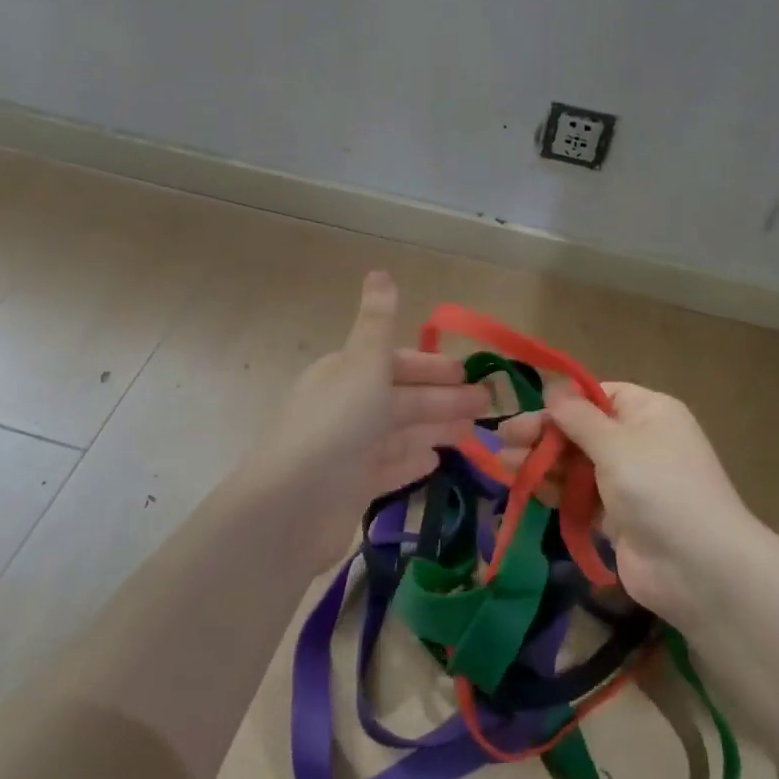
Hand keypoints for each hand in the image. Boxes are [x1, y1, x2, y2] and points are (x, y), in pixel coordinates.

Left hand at [238, 272, 488, 562]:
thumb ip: (377, 322)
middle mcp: (346, 408)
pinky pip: (389, 468)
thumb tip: (379, 271)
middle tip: (488, 404)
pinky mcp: (352, 489)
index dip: (431, 366)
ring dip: (435, 428)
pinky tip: (435, 461)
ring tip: (474, 432)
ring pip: (400, 433)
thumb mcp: (363, 365)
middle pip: (403, 398)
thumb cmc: (335, 426)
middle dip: (444, 398)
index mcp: (346, 374)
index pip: (394, 363)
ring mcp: (348, 451)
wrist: (291, 507)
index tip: (467, 373)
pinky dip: (412, 461)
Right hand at [498, 382, 759, 623]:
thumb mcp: (615, 443)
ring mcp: (629, 481)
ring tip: (503, 462)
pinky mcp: (617, 517)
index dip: (565, 402)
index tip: (529, 409)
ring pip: (578, 463)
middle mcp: (640, 441)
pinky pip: (581, 495)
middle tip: (503, 438)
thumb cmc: (658, 487)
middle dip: (544, 433)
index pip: (600, 395)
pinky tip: (525, 486)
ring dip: (543, 461)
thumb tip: (553, 389)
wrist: (698, 568)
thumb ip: (578, 418)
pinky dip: (555, 489)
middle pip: (583, 429)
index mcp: (649, 412)